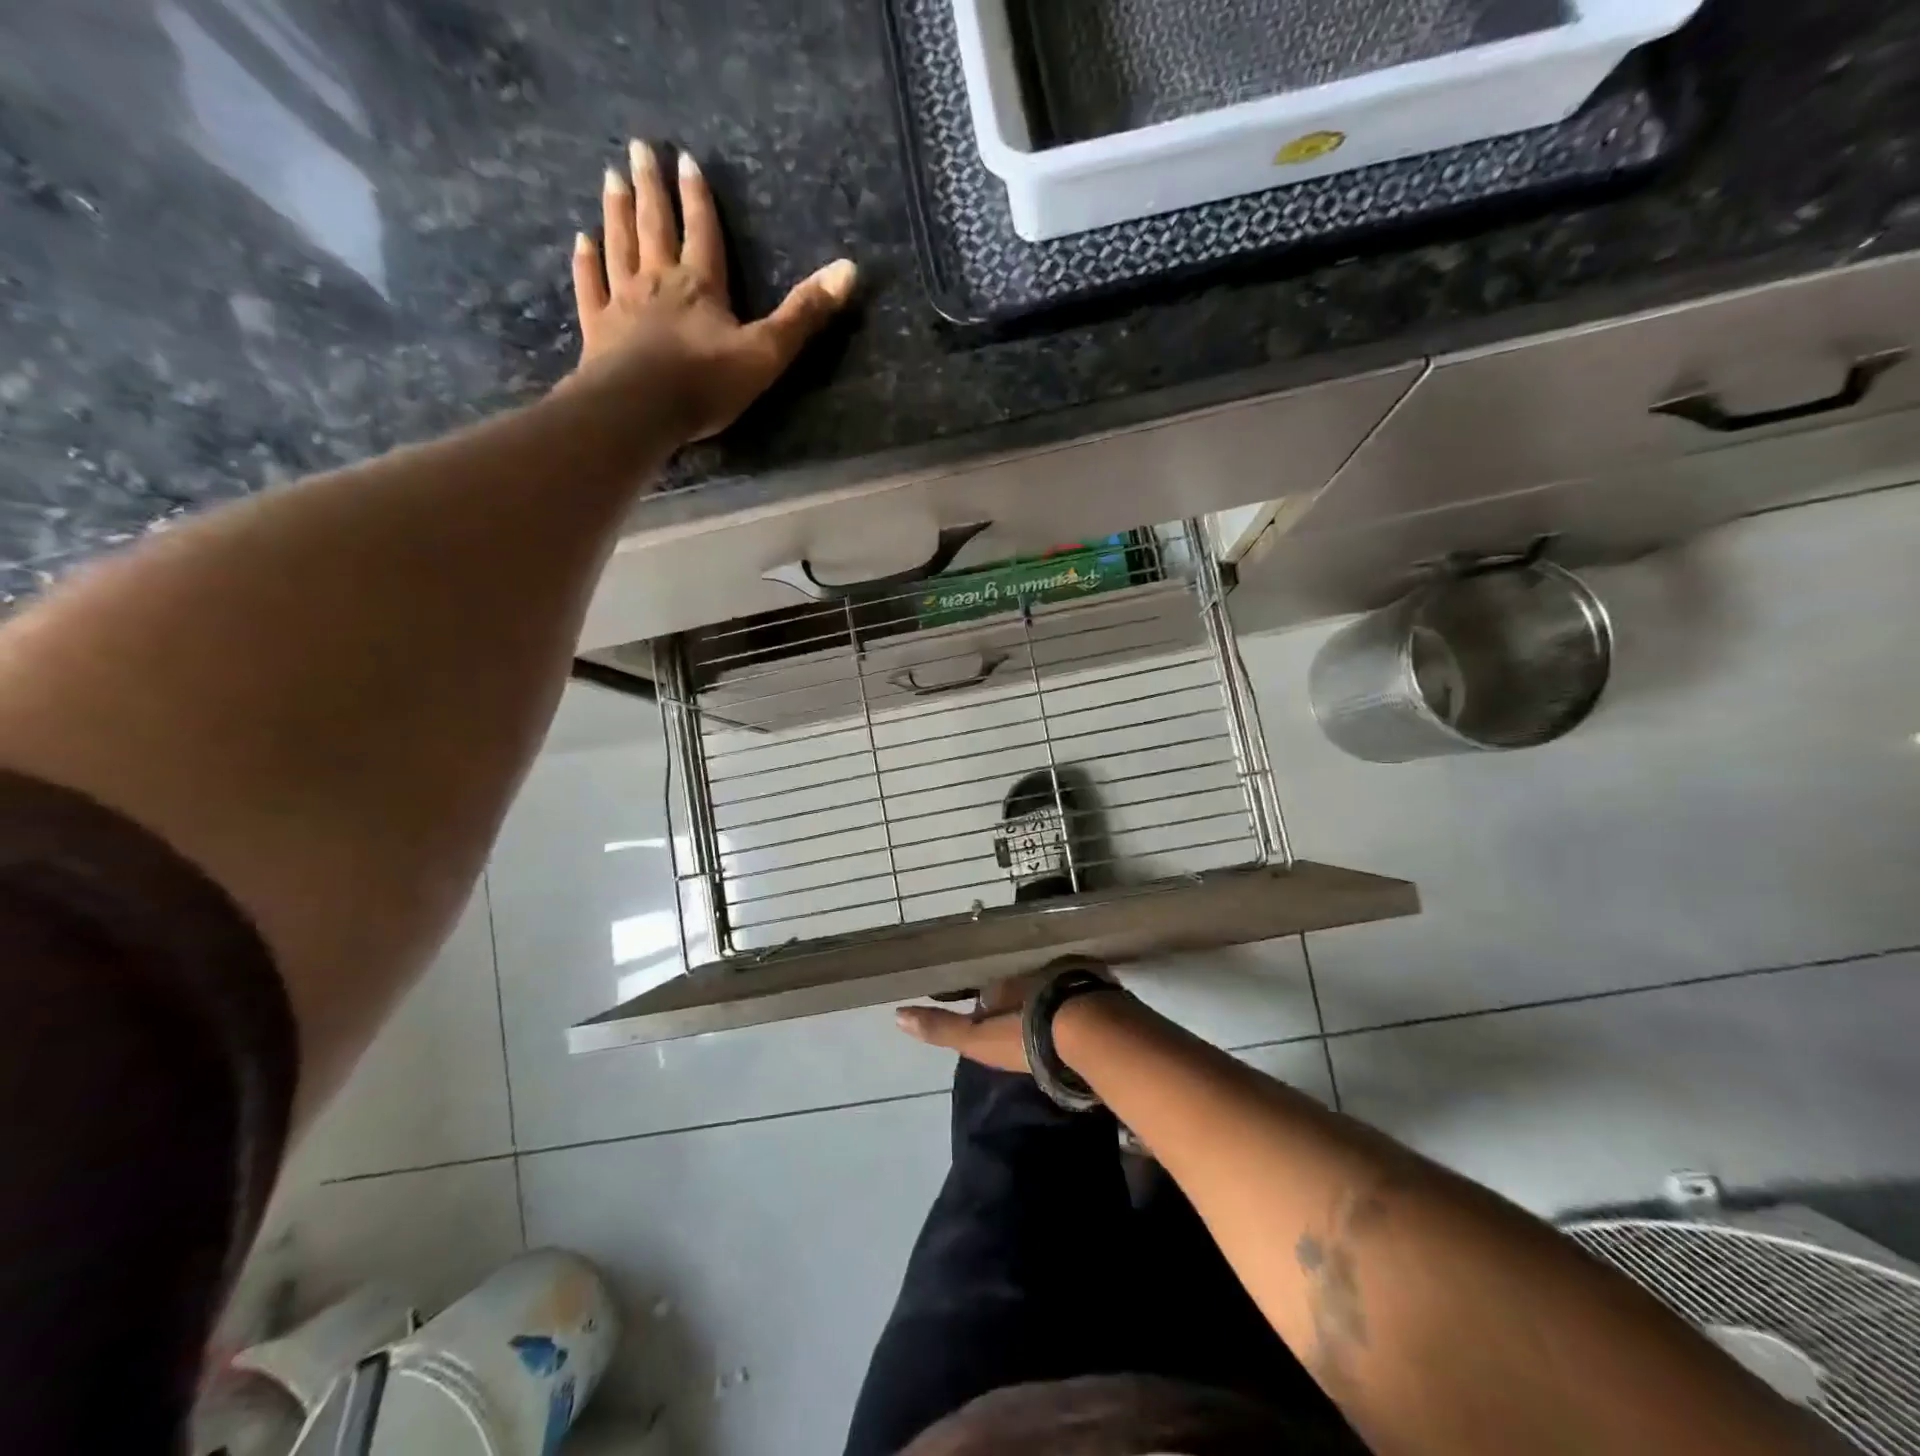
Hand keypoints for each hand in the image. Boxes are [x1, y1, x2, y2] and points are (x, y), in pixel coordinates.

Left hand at [569, 140, 856, 443]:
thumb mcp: (767, 352)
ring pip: (619, 246)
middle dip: (651, 187)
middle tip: (638, 147)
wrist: (640, 409)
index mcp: (701, 286)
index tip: (686, 159)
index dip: (698, 198)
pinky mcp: (598, 329)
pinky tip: (582, 242)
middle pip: (655, 226)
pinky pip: (591, 286)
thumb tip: (850, 269)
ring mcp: (623, 303)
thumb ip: (805, 315)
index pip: (702, 232)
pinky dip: (586, 262)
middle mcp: (658, 282)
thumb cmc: (705, 383)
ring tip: (611, 178)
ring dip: (616, 212)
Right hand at [896, 961, 1119, 1072]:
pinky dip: (1082, 999)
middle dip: (1023, 995)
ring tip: (1055, 1018)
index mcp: (1006, 980)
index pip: (992, 989)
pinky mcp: (1104, 985)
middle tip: (1025, 1019)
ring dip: (1053, 995)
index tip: (992, 1020)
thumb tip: (897, 1015)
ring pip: (1055, 982)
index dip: (990, 1003)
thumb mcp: (978, 1039)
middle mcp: (1037, 968)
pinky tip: (1087, 1017)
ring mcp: (1071, 973)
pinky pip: (1086, 988)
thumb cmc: (1029, 1035)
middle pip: (1025, 981)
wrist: (1093, 1031)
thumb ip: (942, 1028)